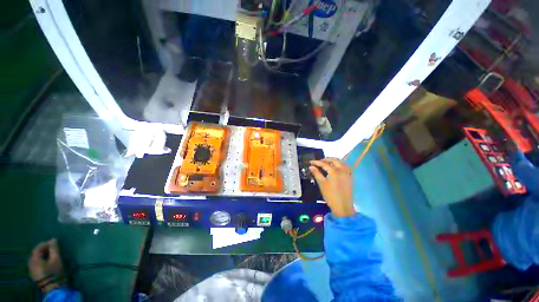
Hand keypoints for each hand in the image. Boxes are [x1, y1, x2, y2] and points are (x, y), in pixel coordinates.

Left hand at [28, 239, 64, 291]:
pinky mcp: (34, 274)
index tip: (55, 242)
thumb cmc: (54, 272)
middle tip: (54, 249)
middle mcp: (30, 262)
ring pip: (36, 258)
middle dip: (45, 249)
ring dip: (43, 255)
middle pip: (36, 252)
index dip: (47, 243)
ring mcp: (31, 269)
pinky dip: (42, 260)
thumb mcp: (56, 259)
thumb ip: (54, 249)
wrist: (53, 288)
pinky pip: (37, 263)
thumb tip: (53, 240)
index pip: (39, 247)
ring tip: (52, 255)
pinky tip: (48, 262)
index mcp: (34, 258)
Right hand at [309, 158, 355, 216]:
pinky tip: (335, 168)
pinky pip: (345, 167)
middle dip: (326, 159)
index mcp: (335, 171)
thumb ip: (316, 173)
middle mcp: (342, 170)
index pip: (324, 164)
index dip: (316, 162)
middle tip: (319, 162)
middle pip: (334, 160)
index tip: (310, 162)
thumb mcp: (321, 183)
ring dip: (333, 161)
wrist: (343, 206)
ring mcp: (347, 173)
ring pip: (341, 162)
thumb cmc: (330, 195)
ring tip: (326, 164)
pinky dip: (339, 165)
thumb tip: (311, 166)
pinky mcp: (350, 177)